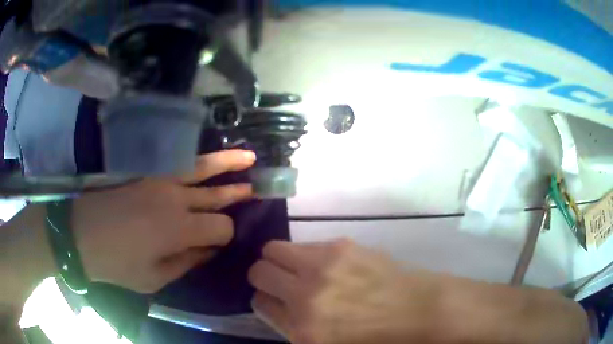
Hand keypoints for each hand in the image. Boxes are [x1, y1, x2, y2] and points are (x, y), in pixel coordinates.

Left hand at [74, 150, 255, 292]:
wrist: (80, 233)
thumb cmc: (117, 263)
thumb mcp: (154, 277)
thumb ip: (186, 262)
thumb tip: (210, 250)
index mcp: (178, 228)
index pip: (220, 226)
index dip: (226, 235)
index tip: (219, 243)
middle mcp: (175, 198)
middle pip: (216, 195)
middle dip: (238, 193)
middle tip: (257, 189)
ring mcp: (160, 179)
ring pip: (201, 167)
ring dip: (227, 163)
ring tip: (249, 157)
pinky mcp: (146, 172)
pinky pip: (178, 161)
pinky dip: (198, 159)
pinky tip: (208, 159)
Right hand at [248, 239, 434, 343]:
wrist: (417, 311)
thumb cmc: (374, 338)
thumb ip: (294, 328)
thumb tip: (274, 303)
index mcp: (303, 330)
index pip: (259, 303)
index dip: (264, 300)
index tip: (274, 300)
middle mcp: (306, 296)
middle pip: (258, 271)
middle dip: (263, 277)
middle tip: (281, 283)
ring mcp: (324, 266)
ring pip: (273, 249)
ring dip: (279, 260)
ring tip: (300, 270)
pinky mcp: (342, 246)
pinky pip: (305, 244)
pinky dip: (306, 255)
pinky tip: (327, 266)